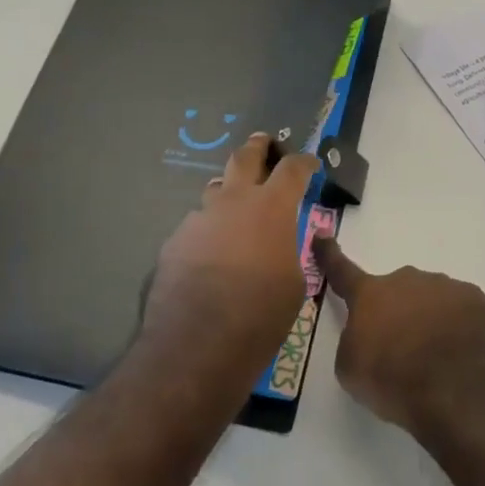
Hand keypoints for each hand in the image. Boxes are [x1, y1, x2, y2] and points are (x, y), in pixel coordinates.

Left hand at [143, 134, 318, 382]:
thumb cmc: (261, 314)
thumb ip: (288, 250)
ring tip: (236, 209)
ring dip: (229, 193)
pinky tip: (210, 257)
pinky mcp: (175, 241)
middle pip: (244, 157)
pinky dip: (209, 232)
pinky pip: (197, 227)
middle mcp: (233, 202)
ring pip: (216, 191)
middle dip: (257, 147)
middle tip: (263, 142)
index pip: (292, 169)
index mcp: (271, 207)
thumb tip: (278, 244)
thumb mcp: (294, 282)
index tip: (310, 162)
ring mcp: (199, 218)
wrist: (197, 343)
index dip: (304, 162)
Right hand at [313, 238, 484, 435]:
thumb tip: (368, 334)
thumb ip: (354, 340)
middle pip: (395, 292)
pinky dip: (457, 326)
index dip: (329, 254)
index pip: (342, 270)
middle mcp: (406, 279)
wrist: (456, 390)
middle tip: (402, 349)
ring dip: (428, 319)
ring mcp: (444, 285)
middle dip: (396, 313)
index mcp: (370, 294)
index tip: (321, 234)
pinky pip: (459, 309)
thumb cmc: (393, 379)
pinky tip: (460, 352)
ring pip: (429, 298)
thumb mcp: (351, 369)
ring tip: (435, 357)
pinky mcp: (475, 298)